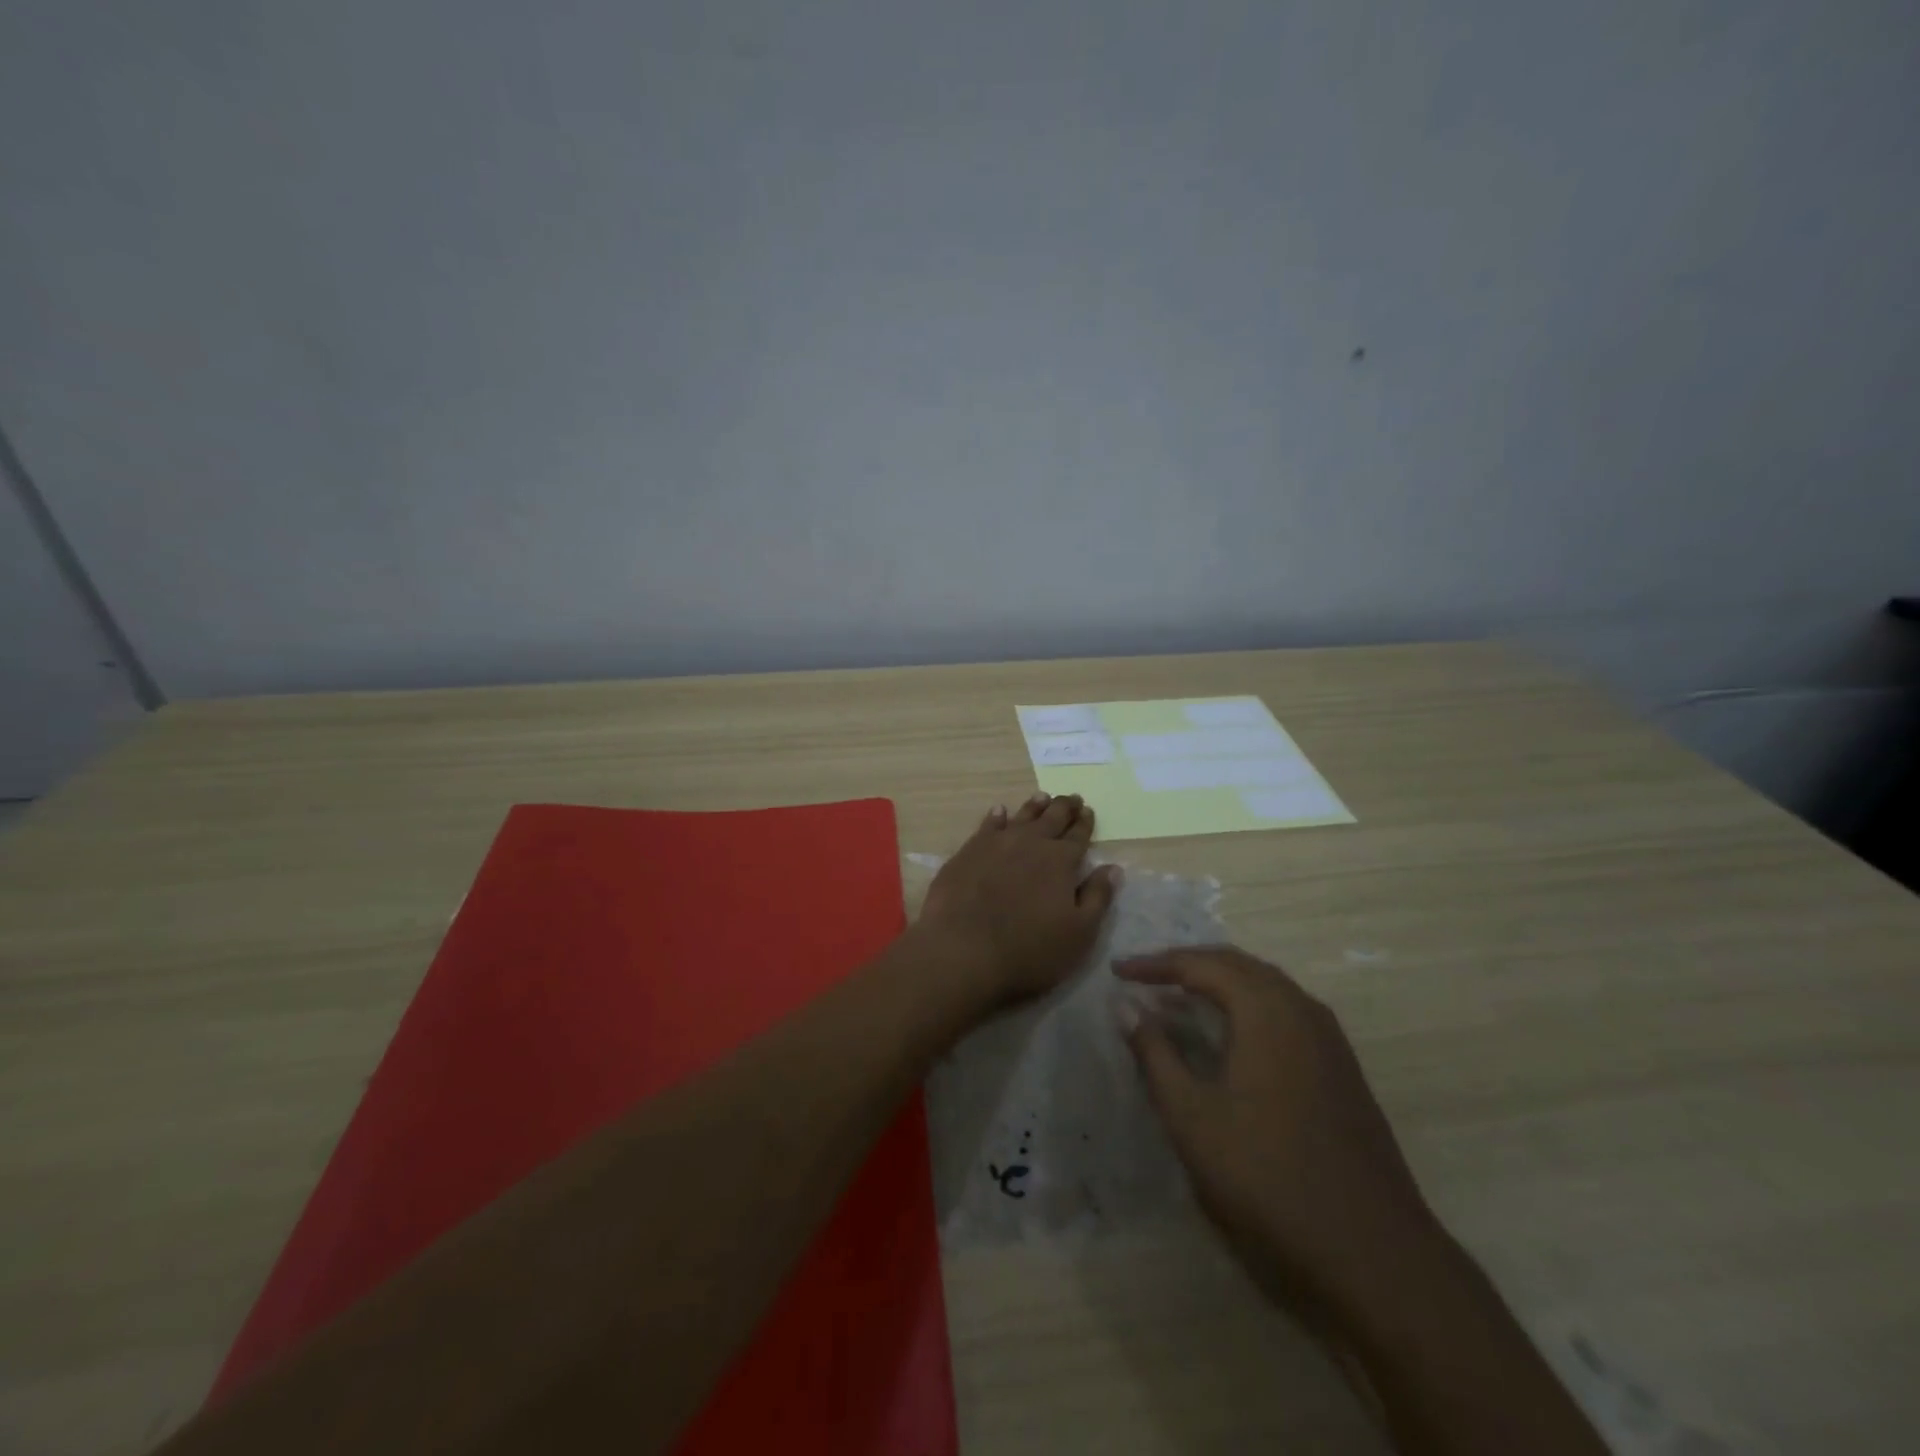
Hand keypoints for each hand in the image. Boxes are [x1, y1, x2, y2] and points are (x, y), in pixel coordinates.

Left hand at [918, 793, 1119, 1004]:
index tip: (1088, 810)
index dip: (1085, 823)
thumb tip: (1113, 868)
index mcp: (1061, 861)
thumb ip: (1098, 897)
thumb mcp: (1079, 933)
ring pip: (1021, 816)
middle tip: (1071, 797)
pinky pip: (987, 825)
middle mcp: (1031, 843)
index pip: (1078, 835)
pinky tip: (999, 812)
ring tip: (1042, 797)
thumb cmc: (1030, 949)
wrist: (963, 950)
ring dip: (1034, 806)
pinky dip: (996, 816)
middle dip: (1064, 807)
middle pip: (1052, 818)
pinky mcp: (968, 852)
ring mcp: (996, 844)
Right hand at [1119, 947, 1440, 1315]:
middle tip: (1146, 977)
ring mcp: (1329, 1038)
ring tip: (1181, 996)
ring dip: (1220, 982)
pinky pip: (1286, 1011)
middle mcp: (1302, 1009)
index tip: (1117, 971)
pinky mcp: (1342, 1068)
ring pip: (1266, 986)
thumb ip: (1155, 1053)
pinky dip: (1248, 1005)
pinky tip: (1231, 1034)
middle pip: (1237, 965)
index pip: (1201, 964)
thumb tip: (1124, 1005)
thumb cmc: (1267, 1176)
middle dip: (1188, 964)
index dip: (1155, 964)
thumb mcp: (1192, 1115)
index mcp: (1266, 1010)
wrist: (1372, 1251)